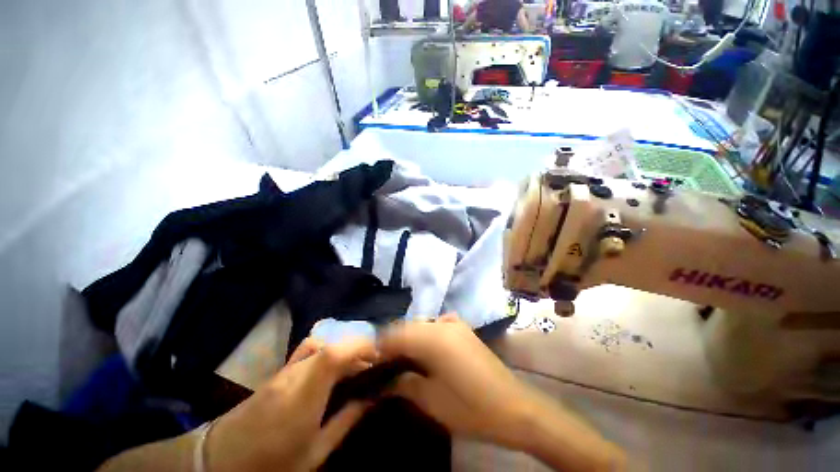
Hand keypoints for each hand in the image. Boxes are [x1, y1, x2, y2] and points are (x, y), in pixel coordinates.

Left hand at [206, 337, 376, 471]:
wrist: (220, 460)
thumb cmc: (270, 463)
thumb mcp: (314, 453)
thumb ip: (345, 421)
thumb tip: (371, 398)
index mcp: (304, 396)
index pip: (333, 355)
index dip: (358, 346)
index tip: (378, 352)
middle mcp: (295, 374)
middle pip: (331, 345)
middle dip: (357, 347)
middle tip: (374, 361)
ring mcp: (285, 369)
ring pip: (321, 343)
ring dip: (343, 347)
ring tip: (356, 363)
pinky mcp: (280, 370)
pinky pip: (309, 349)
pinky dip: (328, 348)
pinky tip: (333, 362)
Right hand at [379, 315, 625, 470]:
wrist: (515, 407)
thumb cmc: (471, 409)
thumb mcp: (431, 401)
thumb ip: (403, 384)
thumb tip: (381, 381)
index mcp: (433, 338)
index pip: (394, 334)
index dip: (379, 348)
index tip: (369, 365)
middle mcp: (442, 323)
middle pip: (406, 327)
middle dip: (392, 344)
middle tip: (384, 367)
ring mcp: (454, 323)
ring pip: (420, 325)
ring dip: (408, 340)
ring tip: (402, 362)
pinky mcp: (463, 329)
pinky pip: (435, 326)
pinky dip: (424, 336)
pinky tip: (425, 353)